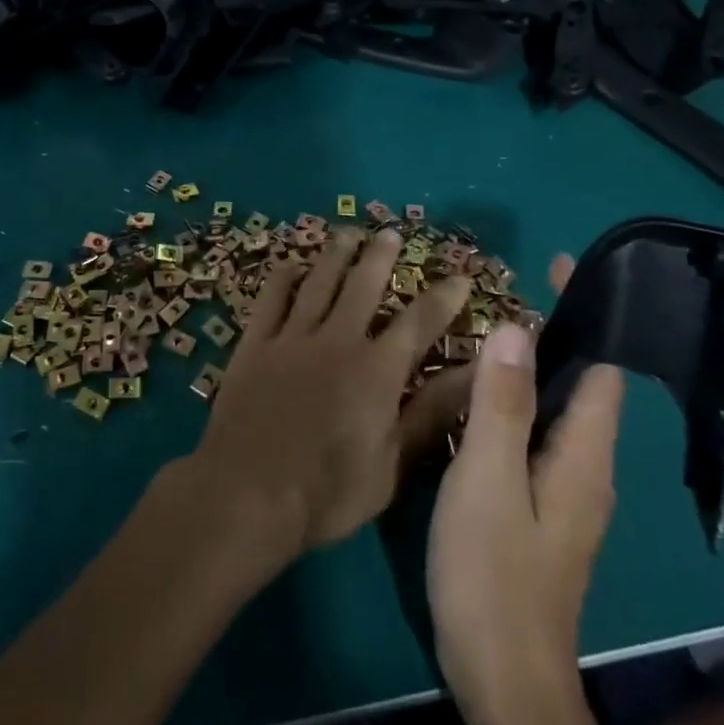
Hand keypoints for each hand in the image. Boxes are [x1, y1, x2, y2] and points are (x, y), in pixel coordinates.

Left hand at [178, 226, 477, 569]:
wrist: (247, 492)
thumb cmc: (328, 491)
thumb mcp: (393, 464)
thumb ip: (431, 414)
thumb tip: (475, 374)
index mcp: (376, 370)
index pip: (418, 322)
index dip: (442, 298)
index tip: (459, 275)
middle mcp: (337, 340)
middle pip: (363, 286)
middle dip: (380, 256)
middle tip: (390, 232)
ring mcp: (291, 337)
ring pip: (318, 282)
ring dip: (335, 254)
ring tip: (348, 231)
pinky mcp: (254, 344)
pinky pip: (270, 299)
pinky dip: (282, 278)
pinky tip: (289, 264)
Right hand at [428, 255, 625, 713]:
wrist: (502, 679)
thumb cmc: (492, 574)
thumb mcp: (487, 480)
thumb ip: (502, 405)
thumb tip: (517, 328)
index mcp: (584, 456)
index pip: (601, 368)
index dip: (586, 314)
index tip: (557, 266)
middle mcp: (585, 468)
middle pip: (581, 384)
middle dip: (554, 331)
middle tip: (504, 289)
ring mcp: (562, 491)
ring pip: (554, 409)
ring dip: (529, 364)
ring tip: (486, 328)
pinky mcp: (538, 508)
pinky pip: (531, 434)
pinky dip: (511, 400)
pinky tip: (473, 395)